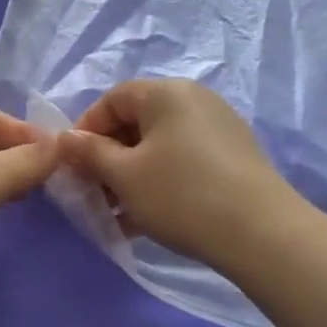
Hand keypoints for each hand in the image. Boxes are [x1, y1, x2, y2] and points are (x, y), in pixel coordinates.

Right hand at [57, 79, 302, 271]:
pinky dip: (159, 182)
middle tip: (93, 193)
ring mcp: (219, 129)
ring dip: (130, 175)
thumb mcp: (123, 175)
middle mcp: (195, 100)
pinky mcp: (234, 158)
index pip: (112, 99)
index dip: (86, 129)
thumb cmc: (180, 195)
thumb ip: (89, 153)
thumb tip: (66, 139)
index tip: (72, 165)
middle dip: (108, 157)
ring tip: (117, 214)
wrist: (261, 233)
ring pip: (159, 146)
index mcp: (166, 93)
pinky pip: (182, 162)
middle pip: (136, 122)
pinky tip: (146, 219)